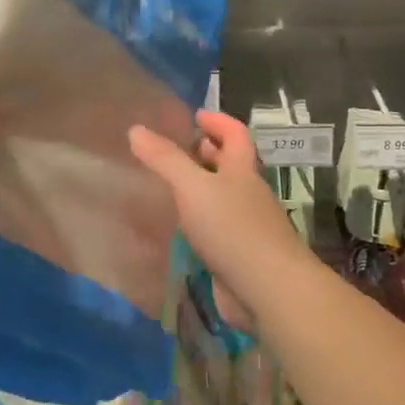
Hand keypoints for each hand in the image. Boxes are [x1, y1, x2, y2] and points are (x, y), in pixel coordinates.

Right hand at [128, 110, 308, 328]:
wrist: (268, 289)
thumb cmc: (233, 229)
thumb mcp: (194, 187)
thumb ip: (165, 160)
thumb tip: (136, 129)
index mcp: (242, 171)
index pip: (235, 134)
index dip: (217, 121)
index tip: (194, 116)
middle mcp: (247, 195)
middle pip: (229, 166)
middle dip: (204, 154)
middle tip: (171, 151)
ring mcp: (245, 227)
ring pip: (219, 200)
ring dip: (197, 191)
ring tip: (163, 188)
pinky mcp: (236, 256)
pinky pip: (213, 231)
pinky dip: (195, 224)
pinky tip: (173, 230)